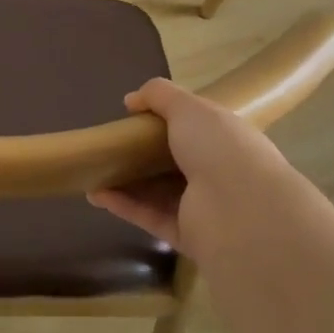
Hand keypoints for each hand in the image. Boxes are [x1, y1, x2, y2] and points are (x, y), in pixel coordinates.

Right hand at [90, 77, 305, 262]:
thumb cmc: (219, 148)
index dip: (167, 120)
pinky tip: (96, 193)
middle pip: (173, 162)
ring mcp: (204, 208)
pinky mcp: (187, 236)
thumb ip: (159, 95)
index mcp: (226, 139)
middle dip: (142, 154)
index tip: (134, 117)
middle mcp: (219, 173)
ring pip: (158, 192)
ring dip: (126, 182)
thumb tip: (131, 100)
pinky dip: (124, 206)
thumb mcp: (188, 107)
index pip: (196, 128)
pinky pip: (150, 217)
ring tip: (92, 171)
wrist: (241, 211)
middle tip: (109, 145)